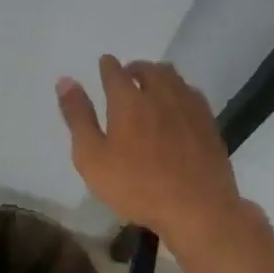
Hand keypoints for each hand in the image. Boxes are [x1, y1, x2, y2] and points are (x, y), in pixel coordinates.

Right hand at [56, 57, 247, 251]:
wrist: (197, 208)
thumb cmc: (136, 186)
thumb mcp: (92, 157)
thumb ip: (78, 117)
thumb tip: (65, 81)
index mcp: (128, 100)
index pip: (115, 71)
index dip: (107, 66)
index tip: (104, 64)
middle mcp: (159, 94)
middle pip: (148, 69)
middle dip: (134, 68)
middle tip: (126, 76)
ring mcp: (188, 107)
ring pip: (172, 77)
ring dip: (157, 75)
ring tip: (150, 87)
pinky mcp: (208, 122)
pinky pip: (191, 93)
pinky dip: (178, 90)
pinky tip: (176, 105)